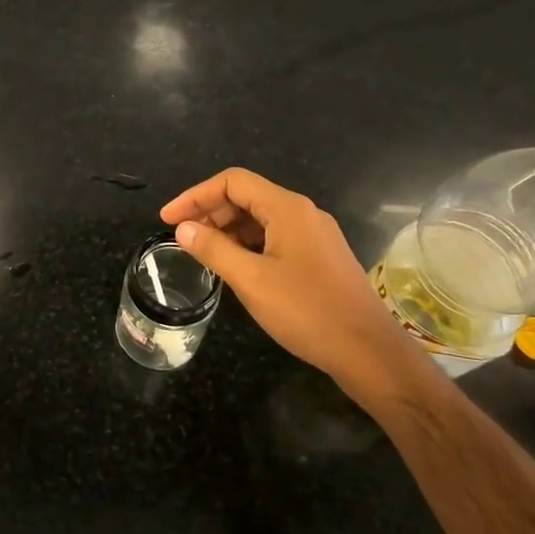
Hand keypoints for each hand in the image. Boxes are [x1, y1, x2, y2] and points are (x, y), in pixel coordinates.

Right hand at [161, 168, 412, 384]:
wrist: (368, 351)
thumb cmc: (307, 311)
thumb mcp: (251, 280)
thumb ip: (213, 249)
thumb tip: (183, 228)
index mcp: (287, 208)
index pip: (232, 182)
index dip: (195, 195)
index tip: (167, 219)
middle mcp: (303, 213)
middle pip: (246, 197)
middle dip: (209, 212)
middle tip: (180, 237)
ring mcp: (314, 235)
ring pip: (260, 219)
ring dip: (227, 230)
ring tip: (200, 252)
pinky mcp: (319, 257)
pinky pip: (275, 238)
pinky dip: (247, 245)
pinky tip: (233, 266)